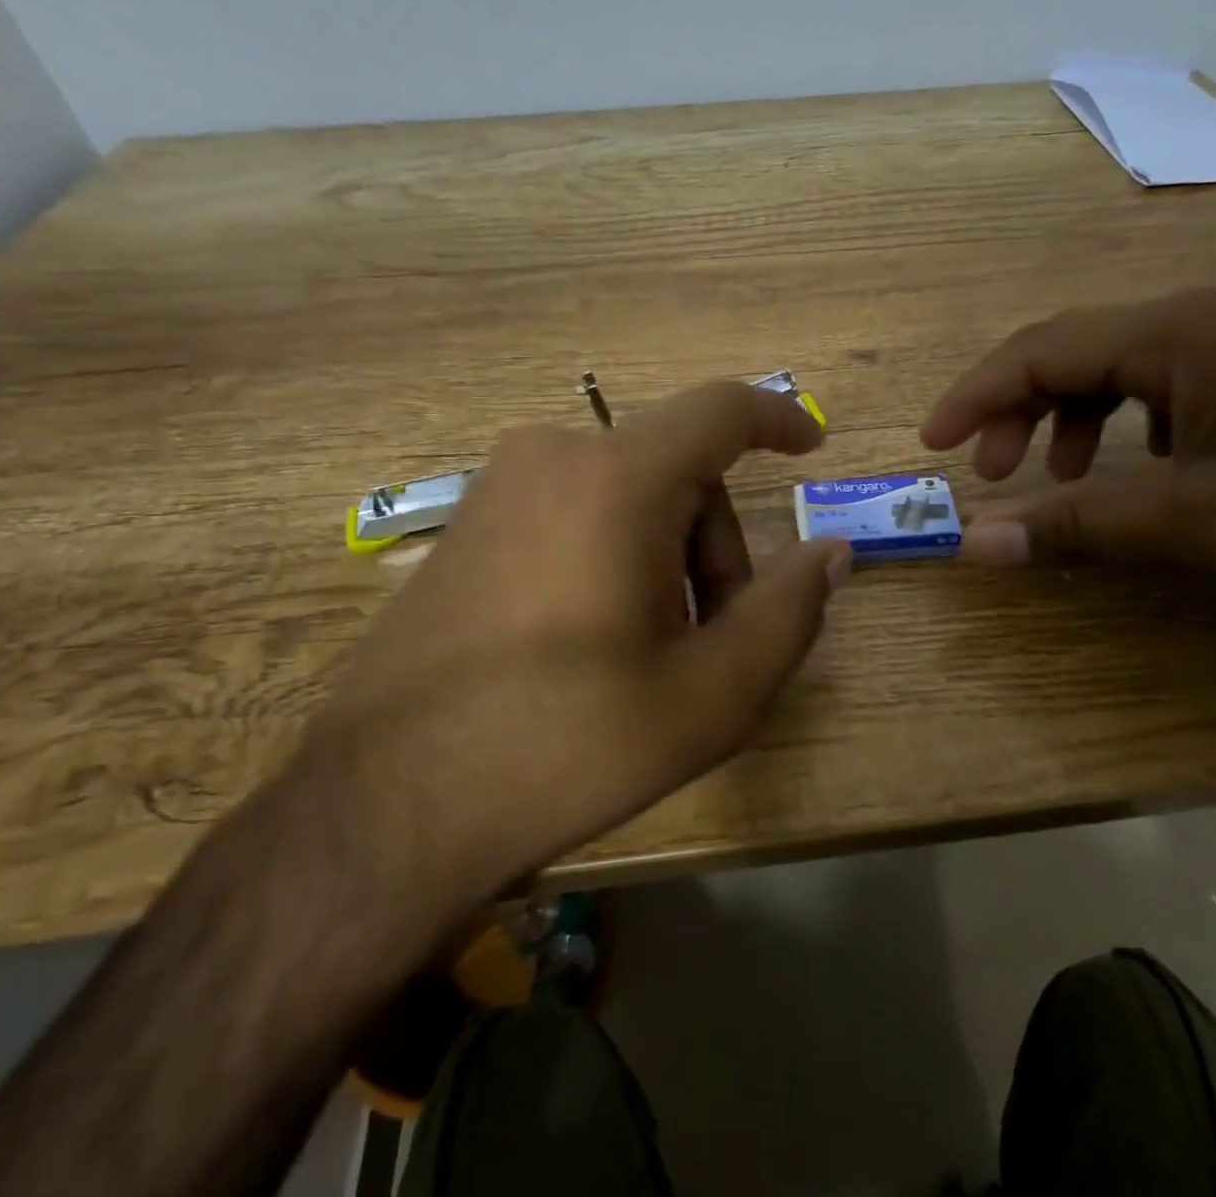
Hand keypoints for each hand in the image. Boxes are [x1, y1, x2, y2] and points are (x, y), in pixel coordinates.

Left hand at [304, 381, 851, 891]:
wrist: (385, 805)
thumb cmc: (567, 743)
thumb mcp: (711, 694)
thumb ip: (788, 611)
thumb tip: (830, 551)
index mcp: (614, 479)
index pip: (719, 411)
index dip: (778, 418)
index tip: (811, 445)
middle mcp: (551, 457)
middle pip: (678, 471)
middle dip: (714, 546)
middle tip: (710, 640)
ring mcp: (497, 487)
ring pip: (627, 494)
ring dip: (665, 556)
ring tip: (647, 653)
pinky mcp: (467, 525)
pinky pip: (574, 510)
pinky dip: (613, 554)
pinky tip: (591, 640)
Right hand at [922, 287, 1215, 612]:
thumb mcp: (1187, 524)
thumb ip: (1070, 528)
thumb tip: (972, 545)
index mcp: (1173, 334)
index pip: (1040, 350)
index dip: (975, 396)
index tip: (932, 443)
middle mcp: (1198, 322)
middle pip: (1071, 352)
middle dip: (1017, 410)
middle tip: (992, 474)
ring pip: (1114, 370)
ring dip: (1066, 419)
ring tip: (1052, 478)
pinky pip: (1159, 389)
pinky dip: (1120, 428)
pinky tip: (1133, 470)